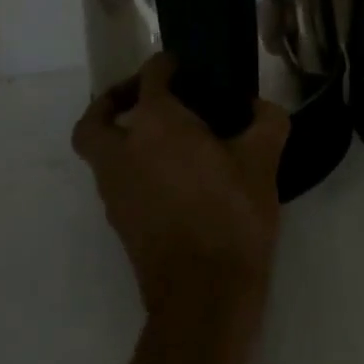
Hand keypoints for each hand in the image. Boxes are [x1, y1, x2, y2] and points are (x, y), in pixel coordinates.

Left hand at [73, 55, 289, 316]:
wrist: (204, 298)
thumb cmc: (231, 215)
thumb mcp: (263, 159)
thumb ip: (266, 121)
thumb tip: (260, 109)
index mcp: (156, 124)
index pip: (151, 77)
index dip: (167, 65)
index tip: (186, 66)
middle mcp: (123, 152)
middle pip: (96, 119)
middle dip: (115, 101)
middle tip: (147, 97)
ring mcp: (115, 192)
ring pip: (101, 153)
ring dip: (123, 137)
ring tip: (169, 138)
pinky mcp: (120, 224)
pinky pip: (117, 181)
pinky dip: (134, 168)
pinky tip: (175, 175)